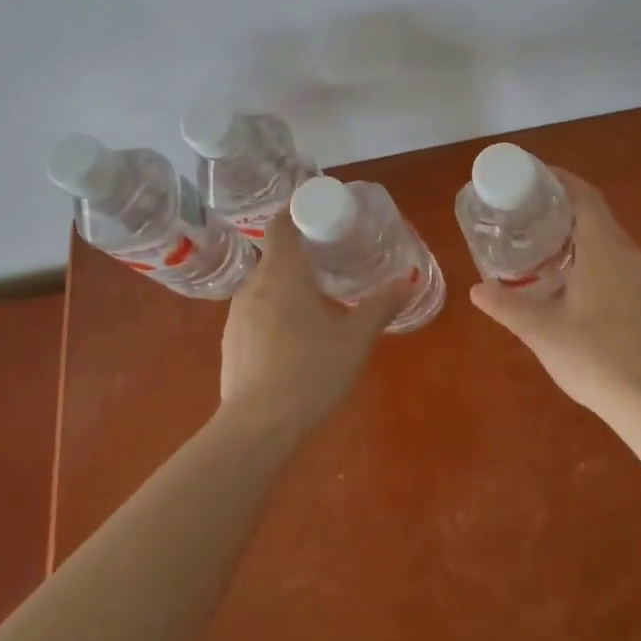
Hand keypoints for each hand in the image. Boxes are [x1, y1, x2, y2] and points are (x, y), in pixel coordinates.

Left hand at [219, 211, 405, 430]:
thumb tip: (409, 280)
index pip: (282, 225)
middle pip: (275, 255)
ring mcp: (237, 314)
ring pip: (264, 285)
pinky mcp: (231, 341)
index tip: (322, 217)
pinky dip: (274, 311)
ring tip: (317, 300)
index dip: (298, 213)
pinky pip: (255, 311)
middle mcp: (253, 285)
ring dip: (287, 285)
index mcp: (282, 273)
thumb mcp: (355, 338)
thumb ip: (381, 306)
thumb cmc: (311, 371)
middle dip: (301, 254)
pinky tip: (294, 337)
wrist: (258, 426)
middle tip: (333, 261)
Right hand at [470, 168, 640, 416]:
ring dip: (582, 232)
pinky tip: (576, 279)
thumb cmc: (594, 357)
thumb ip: (507, 306)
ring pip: (611, 239)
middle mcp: (629, 253)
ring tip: (547, 243)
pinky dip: (596, 254)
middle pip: (599, 214)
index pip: (585, 197)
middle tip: (530, 211)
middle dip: (566, 205)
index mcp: (604, 250)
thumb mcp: (541, 331)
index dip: (562, 180)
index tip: (535, 175)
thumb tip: (476, 290)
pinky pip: (620, 260)